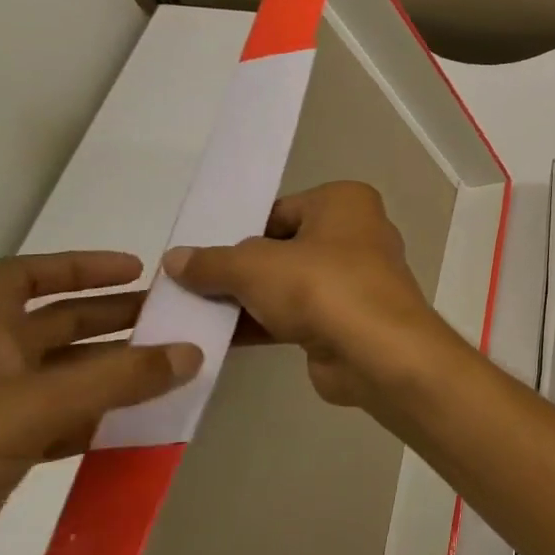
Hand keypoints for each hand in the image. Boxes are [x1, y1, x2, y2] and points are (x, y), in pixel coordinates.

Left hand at [0, 252, 202, 554]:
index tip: (139, 270)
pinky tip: (141, 426)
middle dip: (115, 319)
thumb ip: (116, 379)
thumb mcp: (25, 408)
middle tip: (178, 321)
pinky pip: (62, 427)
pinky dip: (101, 421)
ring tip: (176, 372)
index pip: (22, 278)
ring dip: (116, 373)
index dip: (79, 267)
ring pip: (65, 380)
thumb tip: (195, 351)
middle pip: (55, 326)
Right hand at [163, 181, 470, 416]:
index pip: (281, 210)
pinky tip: (220, 339)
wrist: (378, 351)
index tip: (200, 254)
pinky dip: (265, 324)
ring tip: (192, 314)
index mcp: (346, 202)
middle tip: (188, 285)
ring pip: (291, 284)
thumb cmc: (321, 286)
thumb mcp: (254, 266)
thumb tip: (176, 258)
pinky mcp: (351, 319)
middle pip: (284, 248)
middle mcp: (359, 234)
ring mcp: (358, 280)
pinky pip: (299, 315)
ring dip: (249, 300)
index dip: (241, 232)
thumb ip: (212, 262)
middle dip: (242, 269)